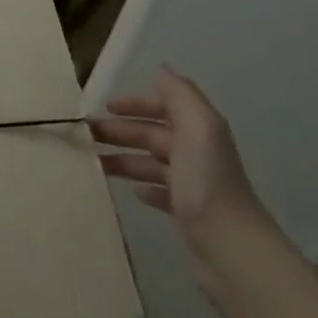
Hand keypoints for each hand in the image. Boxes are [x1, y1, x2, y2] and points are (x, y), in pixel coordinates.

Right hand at [91, 66, 268, 296]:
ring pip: (152, 162)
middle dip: (121, 130)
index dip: (136, 103)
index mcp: (199, 129)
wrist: (231, 248)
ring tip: (96, 164)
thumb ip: (180, 95)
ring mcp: (193, 184)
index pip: (165, 105)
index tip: (106, 107)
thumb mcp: (197, 127)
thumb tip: (162, 69)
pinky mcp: (188, 213)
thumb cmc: (207, 181)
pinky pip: (161, 192)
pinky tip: (132, 191)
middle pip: (153, 133)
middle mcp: (197, 152)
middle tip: (86, 135)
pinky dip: (145, 187)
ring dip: (125, 158)